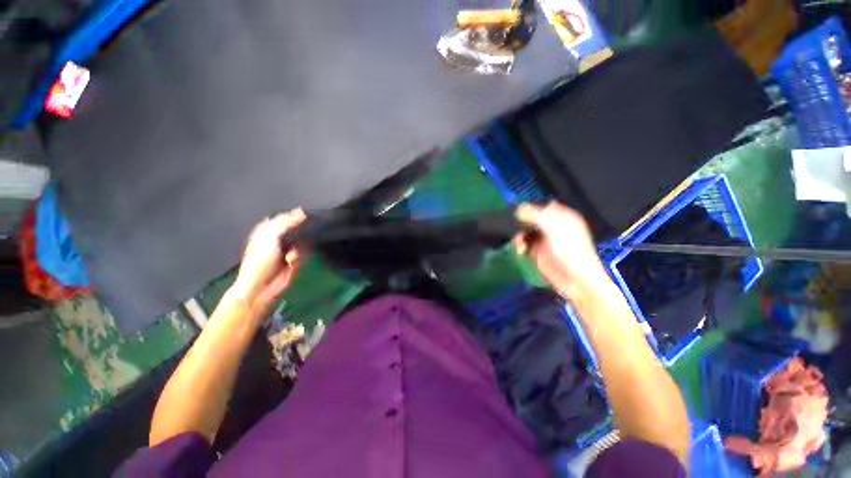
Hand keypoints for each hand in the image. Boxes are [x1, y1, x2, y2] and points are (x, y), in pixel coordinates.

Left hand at [229, 209, 306, 309]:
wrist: (261, 286)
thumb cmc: (261, 260)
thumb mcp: (270, 236)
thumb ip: (286, 222)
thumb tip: (302, 212)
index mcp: (268, 229)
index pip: (285, 217)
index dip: (294, 215)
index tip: (305, 216)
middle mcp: (278, 237)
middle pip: (297, 229)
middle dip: (301, 234)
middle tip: (301, 237)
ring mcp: (287, 249)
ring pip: (303, 242)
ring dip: (299, 250)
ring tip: (290, 257)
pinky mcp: (294, 260)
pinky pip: (305, 254)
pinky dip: (299, 258)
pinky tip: (291, 263)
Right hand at [514, 202, 609, 297]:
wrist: (576, 280)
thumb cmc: (570, 251)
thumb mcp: (553, 228)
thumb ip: (535, 216)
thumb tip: (519, 209)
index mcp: (562, 217)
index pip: (542, 206)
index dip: (531, 207)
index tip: (517, 211)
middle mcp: (552, 227)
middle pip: (531, 218)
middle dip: (521, 222)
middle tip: (515, 226)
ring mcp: (544, 239)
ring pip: (525, 231)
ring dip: (518, 234)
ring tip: (519, 241)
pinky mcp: (536, 252)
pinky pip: (524, 243)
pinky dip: (519, 244)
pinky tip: (520, 249)